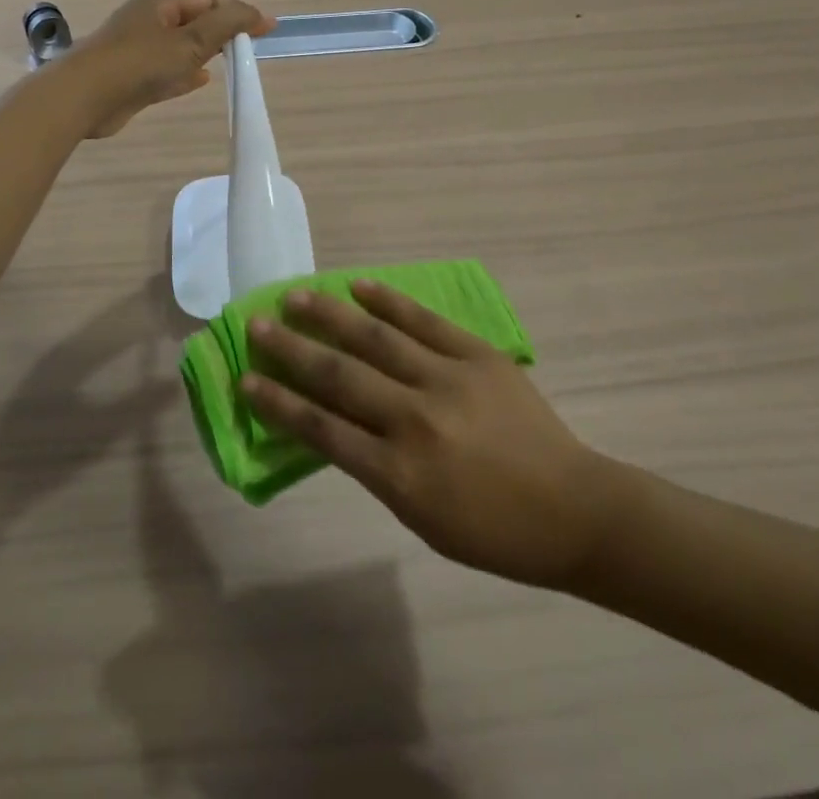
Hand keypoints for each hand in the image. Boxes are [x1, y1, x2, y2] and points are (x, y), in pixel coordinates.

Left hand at [64, 0, 274, 137]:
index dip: (237, 10)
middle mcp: (147, 22)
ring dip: (205, 52)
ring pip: (180, 46)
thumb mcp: (189, 41)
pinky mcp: (132, 78)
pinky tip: (202, 80)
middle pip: (193, 20)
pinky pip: (167, 70)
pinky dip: (186, 73)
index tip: (263, 29)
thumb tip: (259, 14)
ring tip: (232, 62)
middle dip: (221, 31)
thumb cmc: (138, 63)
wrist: (82, 99)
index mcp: (158, 4)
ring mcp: (137, 51)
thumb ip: (225, 26)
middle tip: (249, 48)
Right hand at [242, 280, 622, 591]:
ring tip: (296, 295)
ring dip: (330, 315)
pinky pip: (424, 321)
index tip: (245, 379)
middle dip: (291, 349)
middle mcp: (415, 421)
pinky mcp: (476, 356)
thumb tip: (334, 422)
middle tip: (256, 323)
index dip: (277, 403)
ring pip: (375, 339)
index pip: (321, 430)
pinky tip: (358, 285)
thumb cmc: (493, 532)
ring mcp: (447, 381)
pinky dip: (388, 300)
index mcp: (399, 475)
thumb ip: (375, 469)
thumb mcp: (421, 518)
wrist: (573, 509)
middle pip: (338, 376)